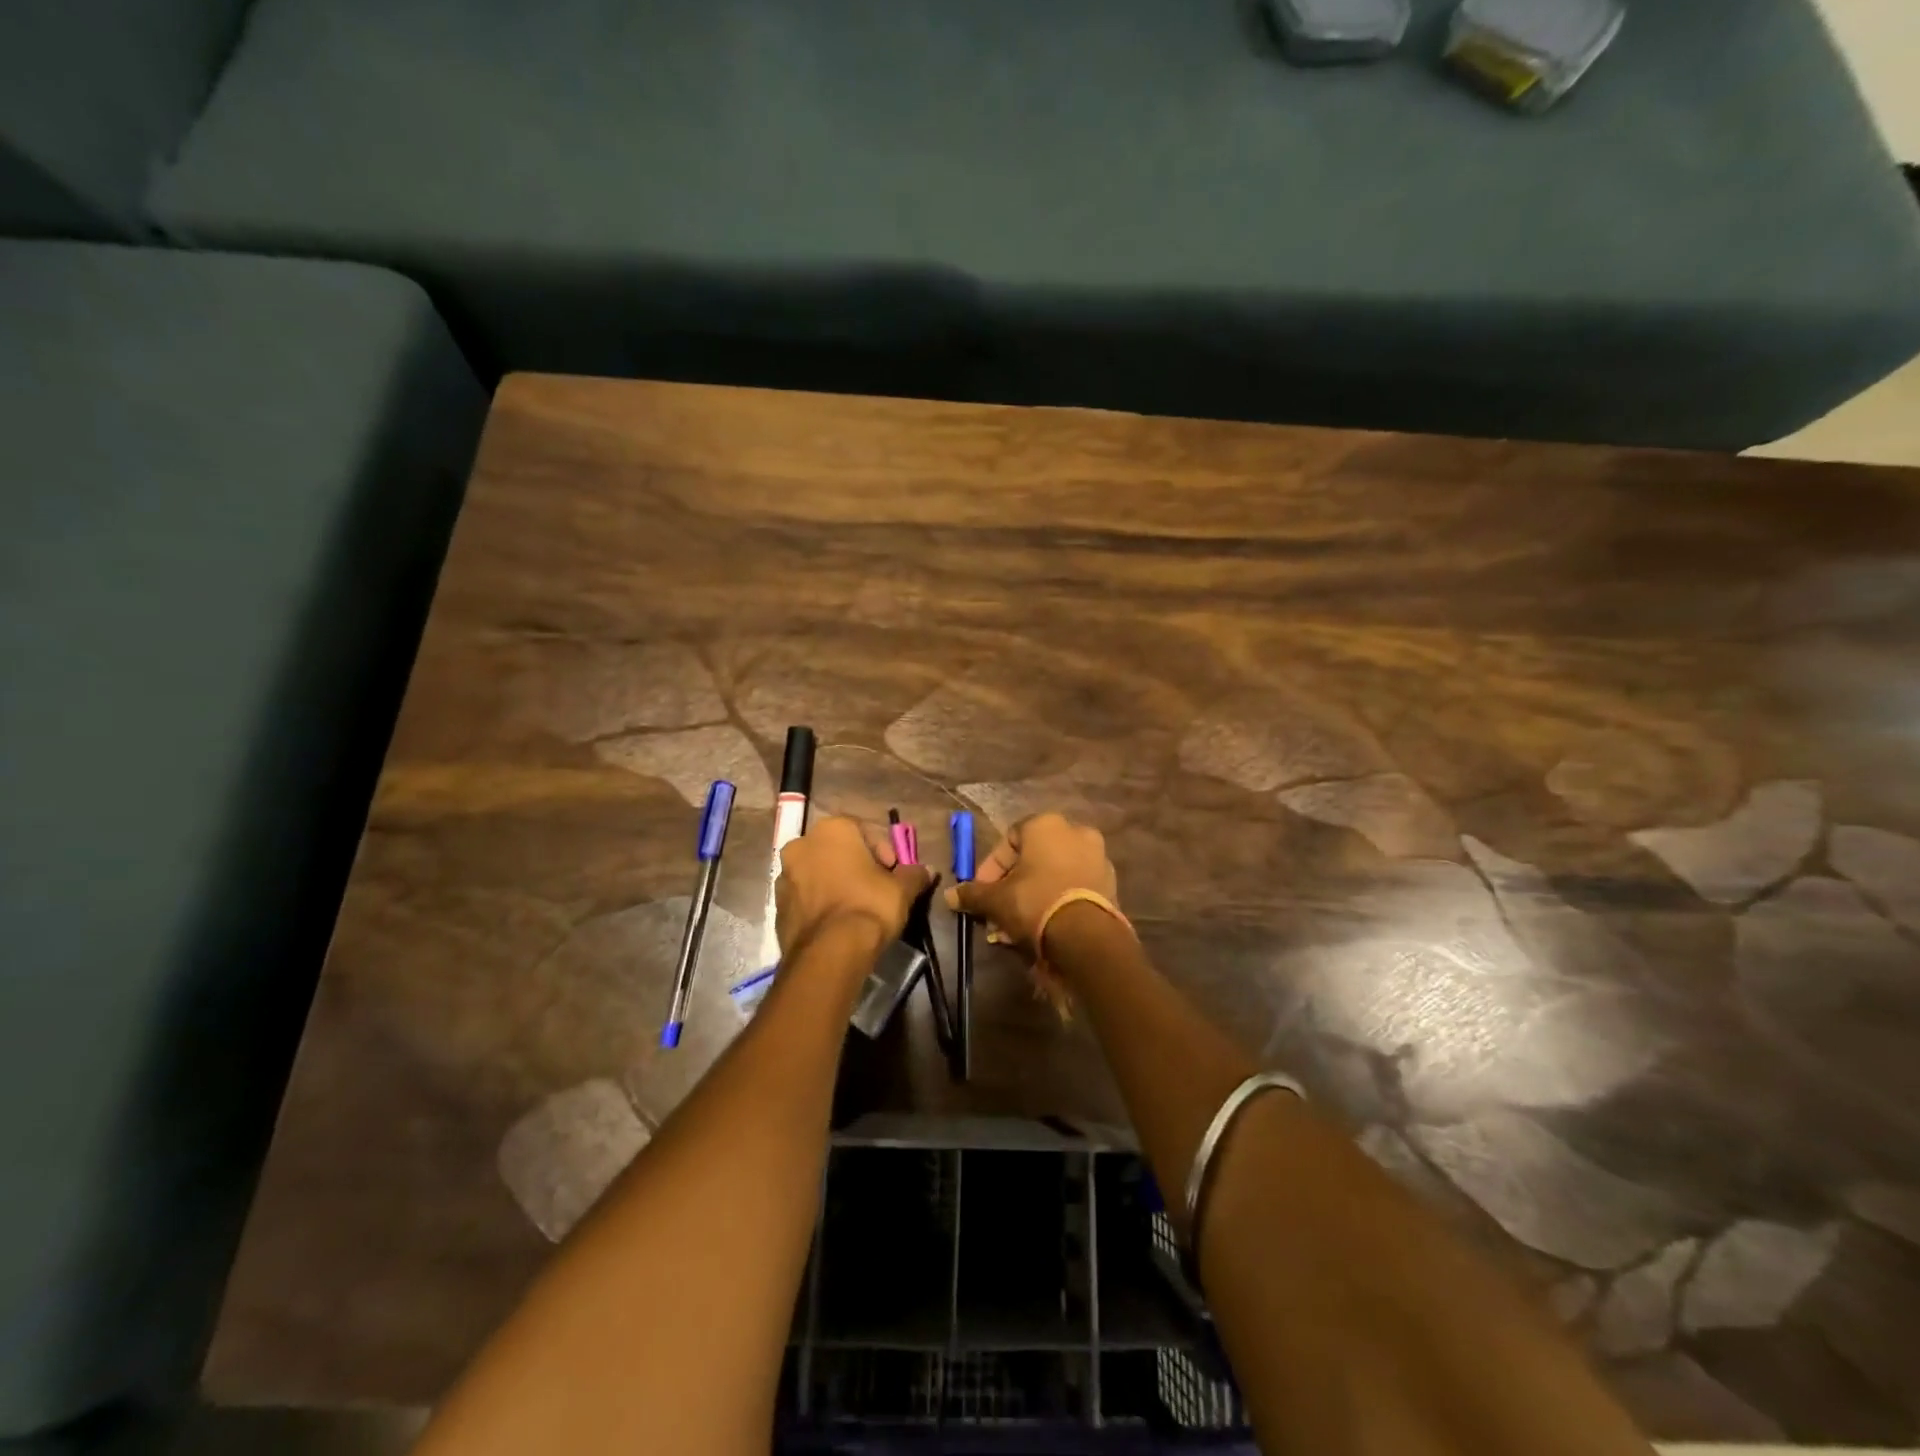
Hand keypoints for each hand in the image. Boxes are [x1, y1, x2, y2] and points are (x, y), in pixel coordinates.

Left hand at [776, 816, 931, 957]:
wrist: (829, 952)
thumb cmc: (868, 906)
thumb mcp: (902, 889)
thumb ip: (913, 874)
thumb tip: (925, 870)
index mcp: (832, 830)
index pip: (864, 830)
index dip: (883, 851)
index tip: (893, 872)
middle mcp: (802, 844)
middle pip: (837, 850)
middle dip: (856, 865)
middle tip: (876, 887)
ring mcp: (785, 875)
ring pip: (818, 872)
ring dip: (836, 883)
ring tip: (856, 907)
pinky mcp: (777, 906)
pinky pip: (806, 897)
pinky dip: (821, 903)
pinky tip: (838, 922)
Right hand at [944, 813, 1118, 955]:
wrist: (1087, 937)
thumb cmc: (1035, 902)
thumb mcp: (996, 900)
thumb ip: (973, 894)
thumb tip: (950, 896)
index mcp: (1046, 824)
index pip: (1008, 839)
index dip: (991, 867)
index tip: (982, 892)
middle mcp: (1076, 832)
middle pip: (1033, 858)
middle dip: (1012, 885)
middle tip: (998, 911)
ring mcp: (1097, 858)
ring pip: (1054, 875)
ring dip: (1033, 896)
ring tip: (1018, 926)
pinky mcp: (1110, 884)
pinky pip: (1074, 888)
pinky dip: (1057, 902)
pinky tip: (1043, 927)